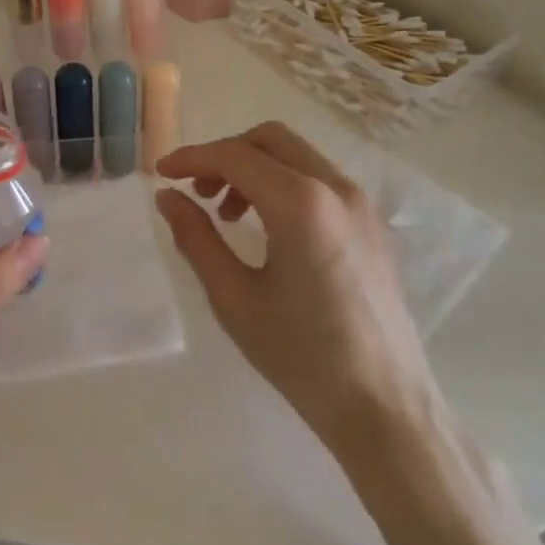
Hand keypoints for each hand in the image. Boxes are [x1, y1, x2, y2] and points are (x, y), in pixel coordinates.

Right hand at [155, 122, 436, 464]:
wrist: (383, 404)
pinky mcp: (373, 223)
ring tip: (229, 215)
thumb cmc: (301, 356)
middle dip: (226, 155)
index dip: (192, 158)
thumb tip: (168, 198)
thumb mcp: (234, 298)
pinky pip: (321, 180)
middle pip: (271, 140)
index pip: (236, 156)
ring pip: (298, 156)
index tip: (161, 174)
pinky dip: (285, 184)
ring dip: (256, 169)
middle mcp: (337, 188)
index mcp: (302, 204)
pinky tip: (269, 228)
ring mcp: (362, 203)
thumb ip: (196, 238)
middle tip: (197, 192)